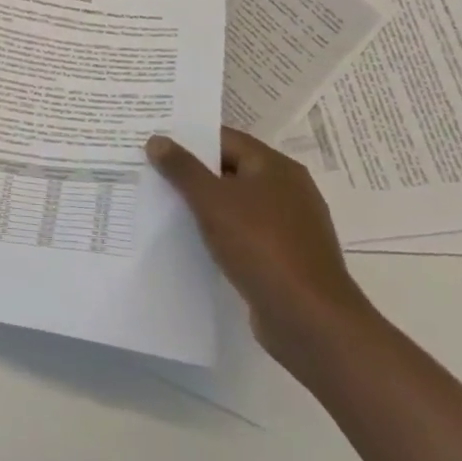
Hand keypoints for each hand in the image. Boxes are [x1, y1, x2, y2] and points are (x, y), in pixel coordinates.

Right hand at [147, 127, 375, 364]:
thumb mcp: (212, 201)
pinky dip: (220, 233)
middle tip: (150, 171)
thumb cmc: (261, 247)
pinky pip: (244, 234)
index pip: (224, 139)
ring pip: (236, 204)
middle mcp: (288, 191)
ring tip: (163, 205)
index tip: (154, 143)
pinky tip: (193, 240)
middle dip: (192, 172)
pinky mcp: (285, 258)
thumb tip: (157, 139)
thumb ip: (182, 168)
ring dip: (204, 205)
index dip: (188, 139)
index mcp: (276, 167)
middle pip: (230, 170)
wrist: (311, 321)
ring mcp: (290, 227)